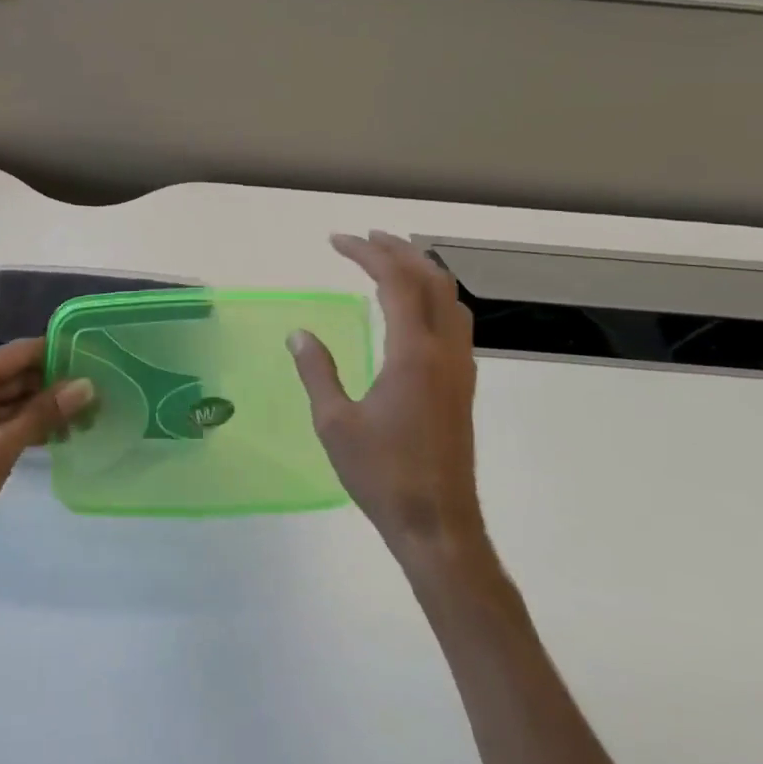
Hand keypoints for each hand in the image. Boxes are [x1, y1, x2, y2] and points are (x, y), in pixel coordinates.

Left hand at [0, 338, 93, 594]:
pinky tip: (60, 438)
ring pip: (13, 400)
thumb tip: (86, 384)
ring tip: (89, 419)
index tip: (96, 360)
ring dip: (46, 409)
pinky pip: (3, 422)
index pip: (19, 353)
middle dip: (56, 384)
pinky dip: (29, 427)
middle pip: (17, 375)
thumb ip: (42, 415)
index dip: (57, 353)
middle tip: (101, 397)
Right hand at [289, 231, 485, 558]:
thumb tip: (299, 333)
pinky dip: (433, 296)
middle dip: (398, 250)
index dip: (367, 253)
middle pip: (430, 279)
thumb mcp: (335, 423)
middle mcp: (444, 351)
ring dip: (421, 270)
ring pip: (450, 298)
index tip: (336, 241)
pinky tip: (412, 309)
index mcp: (413, 353)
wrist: (439, 524)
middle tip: (364, 239)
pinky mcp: (463, 385)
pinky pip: (455, 321)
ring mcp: (460, 367)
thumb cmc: (382, 474)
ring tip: (390, 261)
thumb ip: (317, 372)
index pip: (395, 281)